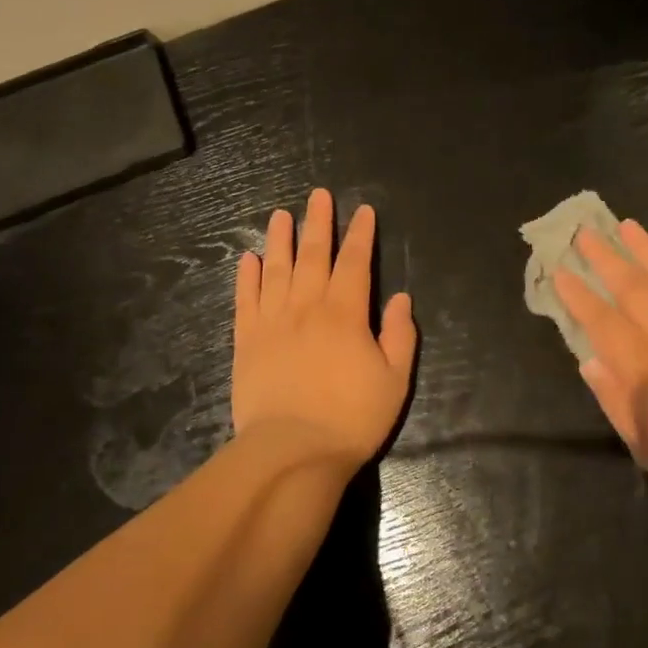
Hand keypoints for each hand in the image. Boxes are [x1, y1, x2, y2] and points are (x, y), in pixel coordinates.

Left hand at [233, 188, 416, 468]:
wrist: (292, 452)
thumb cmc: (351, 418)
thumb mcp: (394, 380)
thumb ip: (400, 336)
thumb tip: (401, 299)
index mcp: (345, 314)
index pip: (355, 263)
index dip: (361, 235)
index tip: (363, 211)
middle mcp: (307, 307)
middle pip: (313, 255)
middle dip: (319, 223)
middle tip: (319, 195)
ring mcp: (272, 322)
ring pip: (276, 270)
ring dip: (280, 240)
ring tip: (281, 214)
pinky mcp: (247, 342)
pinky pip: (246, 300)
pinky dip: (247, 277)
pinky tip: (248, 258)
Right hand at [553, 219, 647, 513]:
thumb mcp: (646, 447)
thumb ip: (615, 402)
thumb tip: (589, 363)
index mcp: (641, 367)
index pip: (601, 322)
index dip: (579, 295)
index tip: (561, 270)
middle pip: (630, 288)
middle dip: (604, 258)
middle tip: (585, 232)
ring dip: (644, 250)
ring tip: (626, 225)